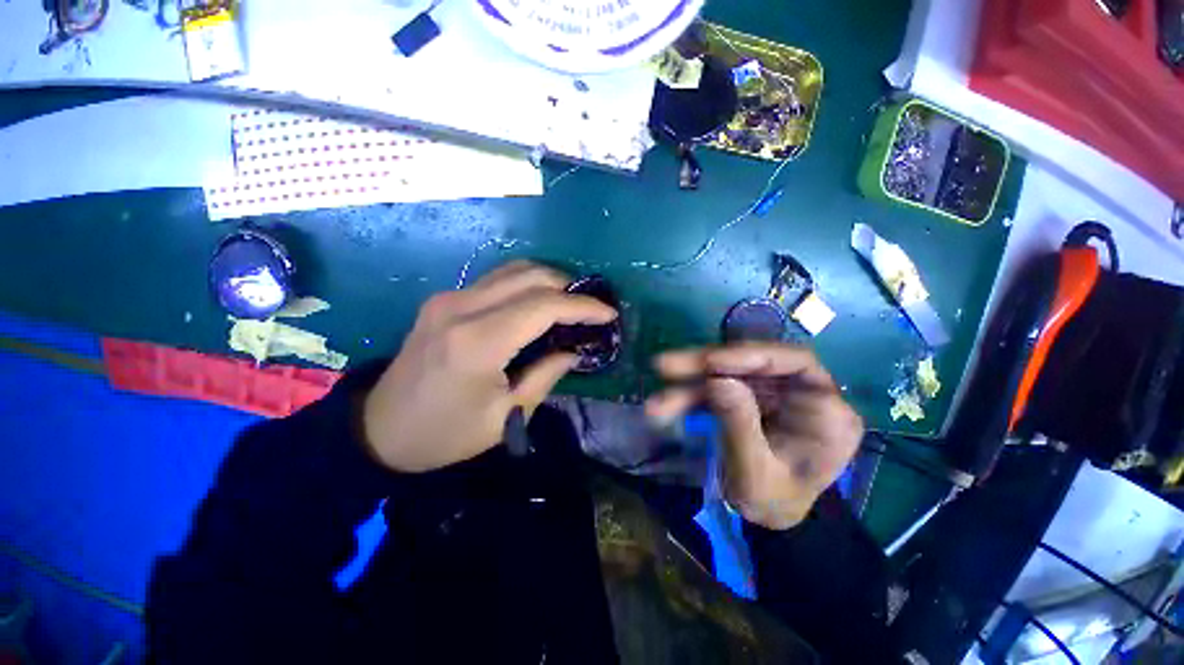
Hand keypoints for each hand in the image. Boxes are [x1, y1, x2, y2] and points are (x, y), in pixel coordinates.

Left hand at [362, 261, 616, 472]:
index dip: (582, 306)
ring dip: (549, 280)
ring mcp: (448, 298)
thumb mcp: (506, 416)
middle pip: (530, 277)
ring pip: (513, 270)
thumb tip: (574, 349)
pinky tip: (538, 302)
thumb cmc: (446, 433)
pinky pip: (496, 280)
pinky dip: (526, 284)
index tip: (608, 314)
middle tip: (591, 308)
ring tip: (570, 302)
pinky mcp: (443, 299)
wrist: (380, 430)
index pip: (543, 306)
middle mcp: (461, 307)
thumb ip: (546, 375)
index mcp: (478, 342)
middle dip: (569, 287)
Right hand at [645, 343, 863, 529]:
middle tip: (664, 366)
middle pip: (751, 363)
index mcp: (826, 413)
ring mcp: (771, 393)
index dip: (750, 356)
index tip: (710, 362)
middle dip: (705, 365)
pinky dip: (688, 395)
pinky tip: (664, 406)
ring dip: (688, 382)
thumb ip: (740, 427)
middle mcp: (800, 393)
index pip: (796, 364)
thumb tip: (718, 380)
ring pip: (727, 373)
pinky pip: (715, 387)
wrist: (769, 518)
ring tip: (656, 400)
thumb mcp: (756, 476)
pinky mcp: (748, 396)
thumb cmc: (773, 504)